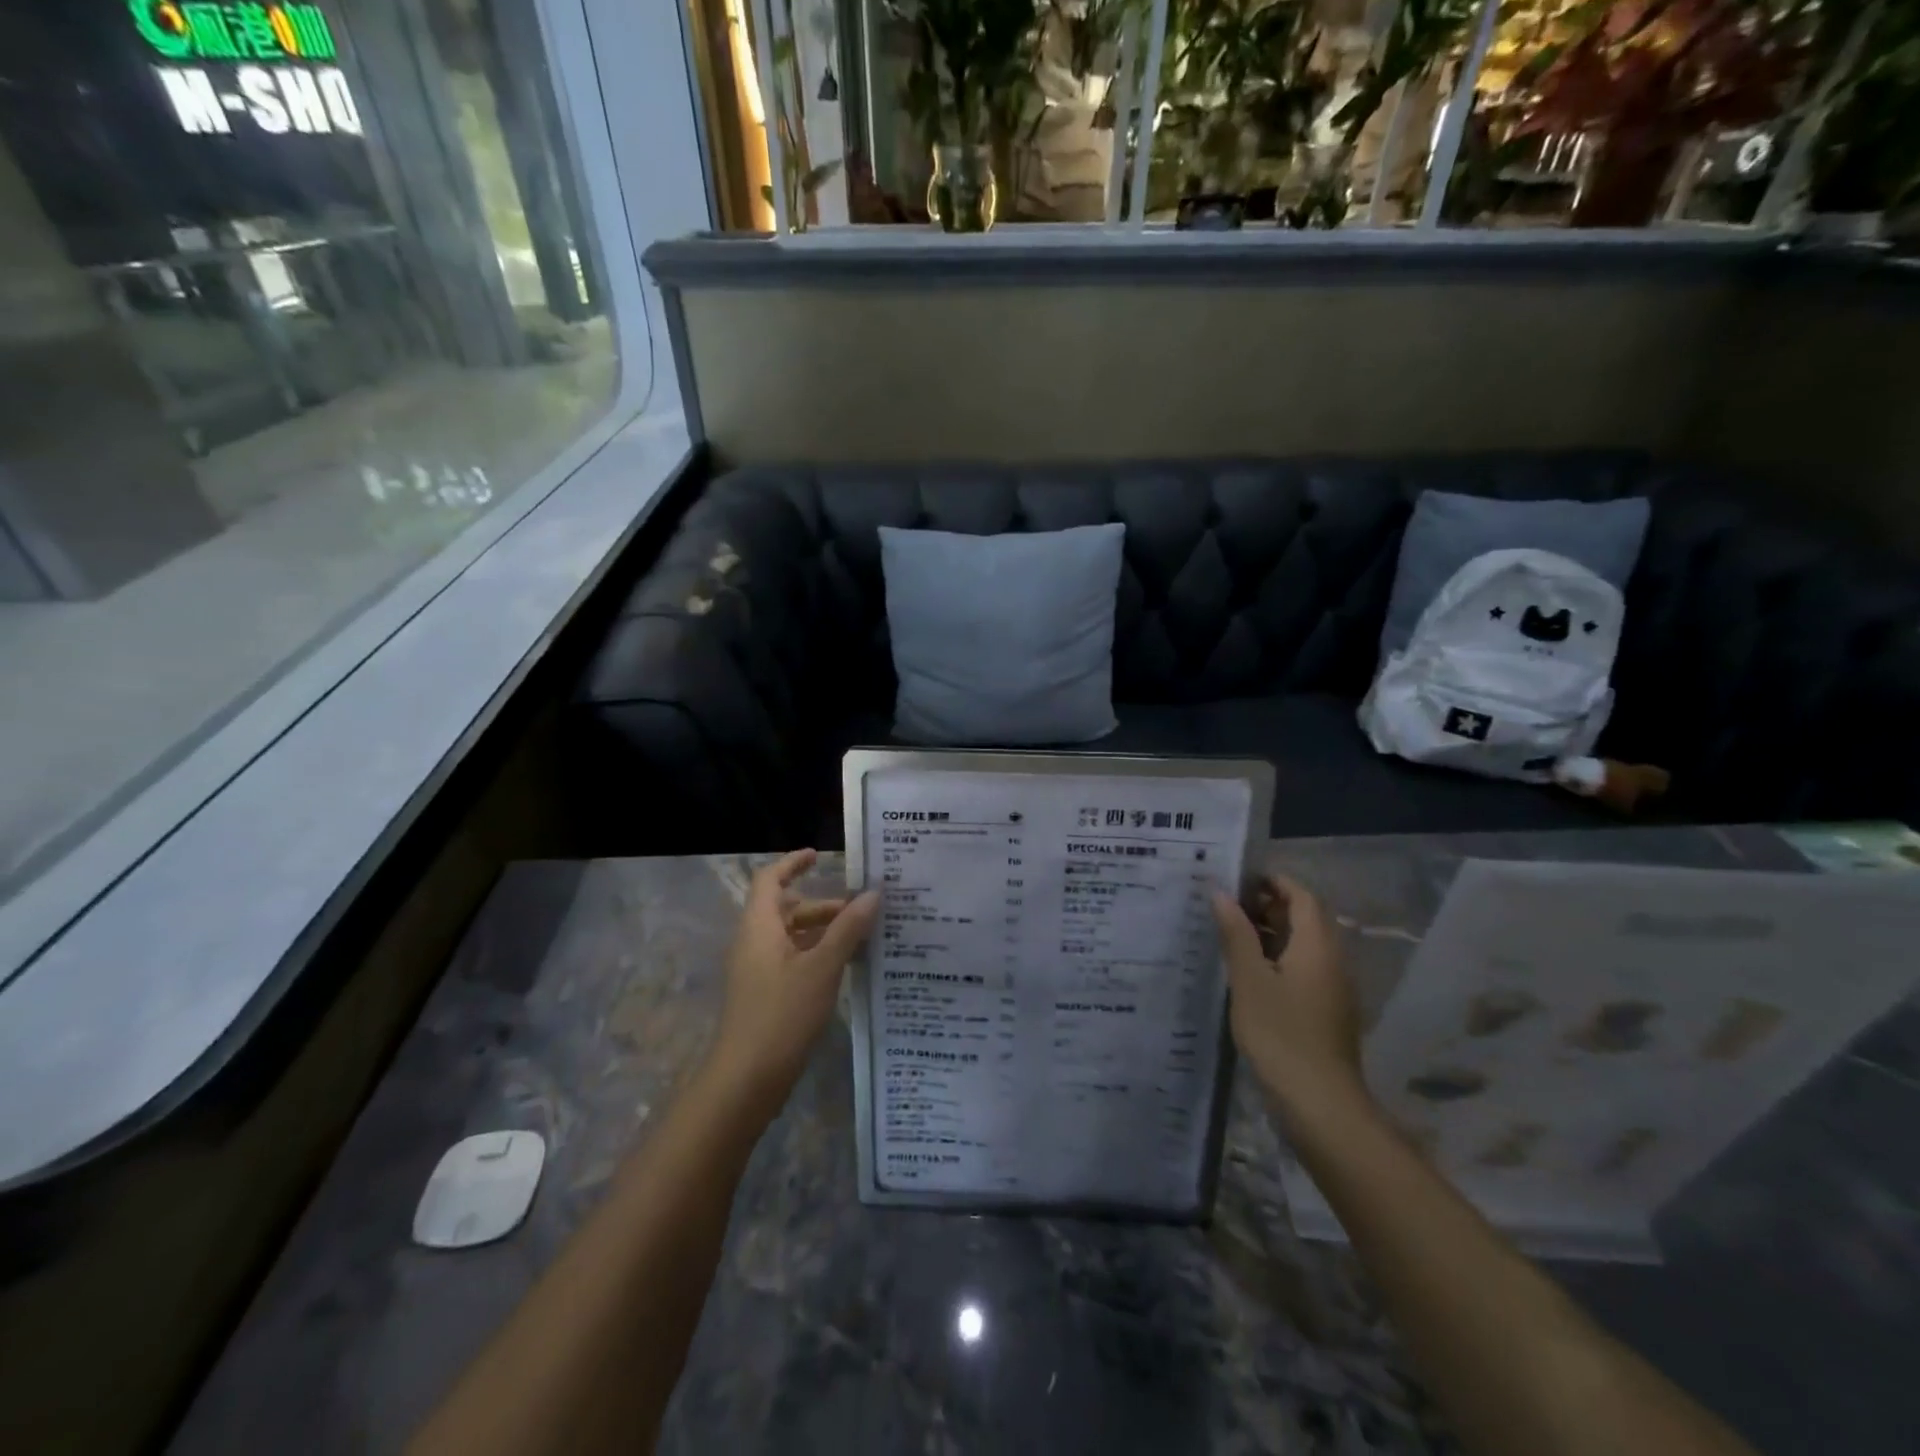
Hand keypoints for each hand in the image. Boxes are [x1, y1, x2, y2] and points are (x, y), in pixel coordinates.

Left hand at [707, 849, 879, 1110]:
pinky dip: (818, 954)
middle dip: (824, 905)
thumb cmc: (782, 1014)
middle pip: (787, 909)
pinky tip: (847, 967)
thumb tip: (872, 893)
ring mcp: (758, 970)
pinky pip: (793, 960)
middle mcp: (754, 942)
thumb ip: (847, 929)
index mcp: (759, 927)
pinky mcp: (766, 995)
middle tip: (862, 908)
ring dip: (824, 931)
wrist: (746, 1079)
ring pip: (792, 937)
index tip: (820, 855)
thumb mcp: (822, 968)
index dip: (792, 863)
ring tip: (864, 937)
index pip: (770, 880)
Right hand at [1211, 874, 1366, 1114]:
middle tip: (1226, 905)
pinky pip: (1303, 969)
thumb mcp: (1249, 980)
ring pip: (1303, 945)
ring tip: (1228, 934)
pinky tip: (1246, 973)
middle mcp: (1332, 960)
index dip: (1273, 882)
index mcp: (1317, 945)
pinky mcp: (1326, 1012)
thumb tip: (1222, 894)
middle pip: (1305, 918)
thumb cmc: (1281, 1034)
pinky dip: (1276, 959)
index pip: (1302, 896)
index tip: (1237, 878)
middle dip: (1268, 906)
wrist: (1320, 1105)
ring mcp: (1332, 988)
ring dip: (1270, 933)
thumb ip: (1236, 934)